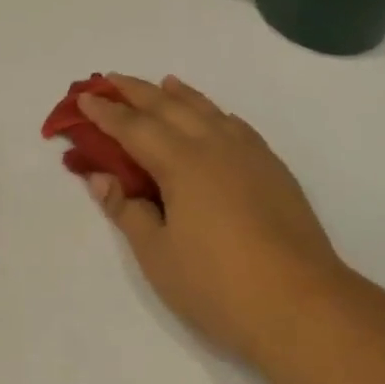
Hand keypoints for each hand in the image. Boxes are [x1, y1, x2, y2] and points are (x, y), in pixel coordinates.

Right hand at [75, 74, 351, 361]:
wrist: (300, 303)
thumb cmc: (217, 285)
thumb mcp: (158, 255)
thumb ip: (128, 211)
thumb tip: (100, 177)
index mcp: (182, 164)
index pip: (135, 128)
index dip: (107, 114)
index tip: (84, 99)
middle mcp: (216, 146)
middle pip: (171, 108)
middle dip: (138, 92)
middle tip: (112, 80)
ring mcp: (250, 155)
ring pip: (209, 111)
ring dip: (181, 95)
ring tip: (164, 83)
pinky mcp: (274, 170)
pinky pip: (238, 126)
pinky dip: (216, 113)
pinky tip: (216, 117)